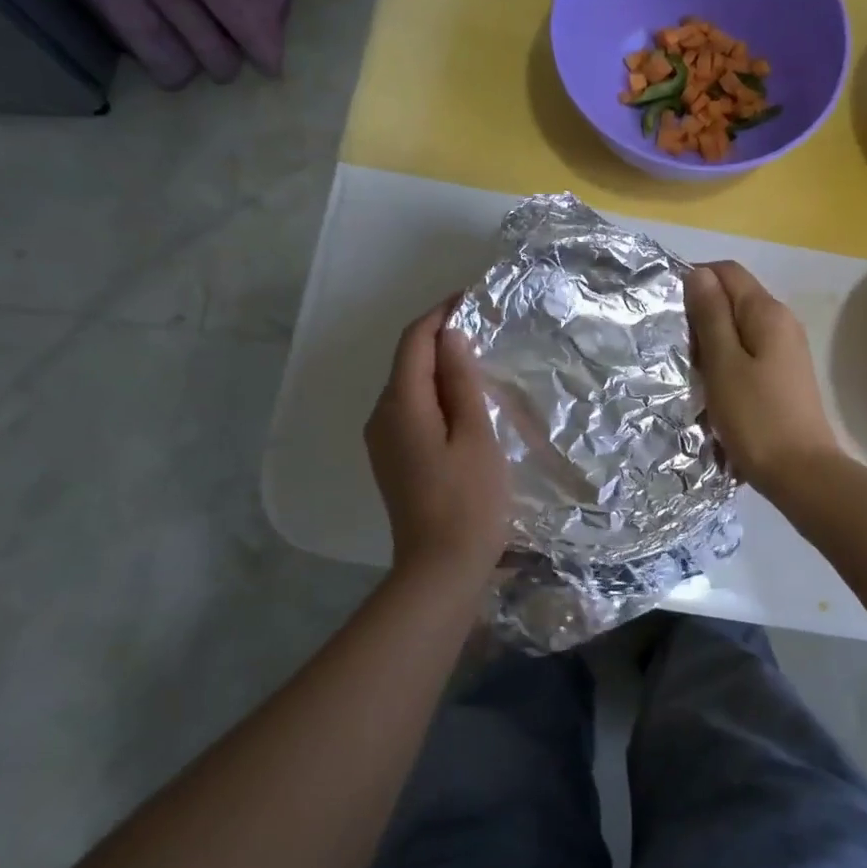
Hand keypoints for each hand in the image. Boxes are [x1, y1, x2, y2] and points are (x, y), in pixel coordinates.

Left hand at [366, 301, 509, 579]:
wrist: (440, 569)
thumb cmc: (468, 501)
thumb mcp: (475, 435)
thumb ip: (460, 382)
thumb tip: (448, 336)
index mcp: (401, 405)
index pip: (414, 341)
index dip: (440, 314)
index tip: (472, 298)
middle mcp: (381, 416)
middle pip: (407, 361)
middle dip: (441, 338)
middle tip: (485, 328)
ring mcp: (383, 441)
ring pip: (409, 387)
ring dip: (440, 368)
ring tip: (481, 362)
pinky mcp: (393, 460)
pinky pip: (411, 411)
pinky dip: (435, 396)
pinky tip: (465, 403)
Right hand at [684, 262, 838, 495]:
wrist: (801, 473)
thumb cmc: (756, 418)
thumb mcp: (723, 364)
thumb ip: (710, 316)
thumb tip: (698, 273)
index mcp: (768, 312)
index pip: (727, 272)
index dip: (695, 280)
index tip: (667, 310)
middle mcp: (782, 322)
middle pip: (733, 298)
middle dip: (701, 314)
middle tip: (675, 347)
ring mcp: (786, 350)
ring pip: (738, 329)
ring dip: (711, 342)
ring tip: (691, 370)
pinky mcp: (783, 375)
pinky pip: (748, 353)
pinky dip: (726, 361)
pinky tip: (713, 387)